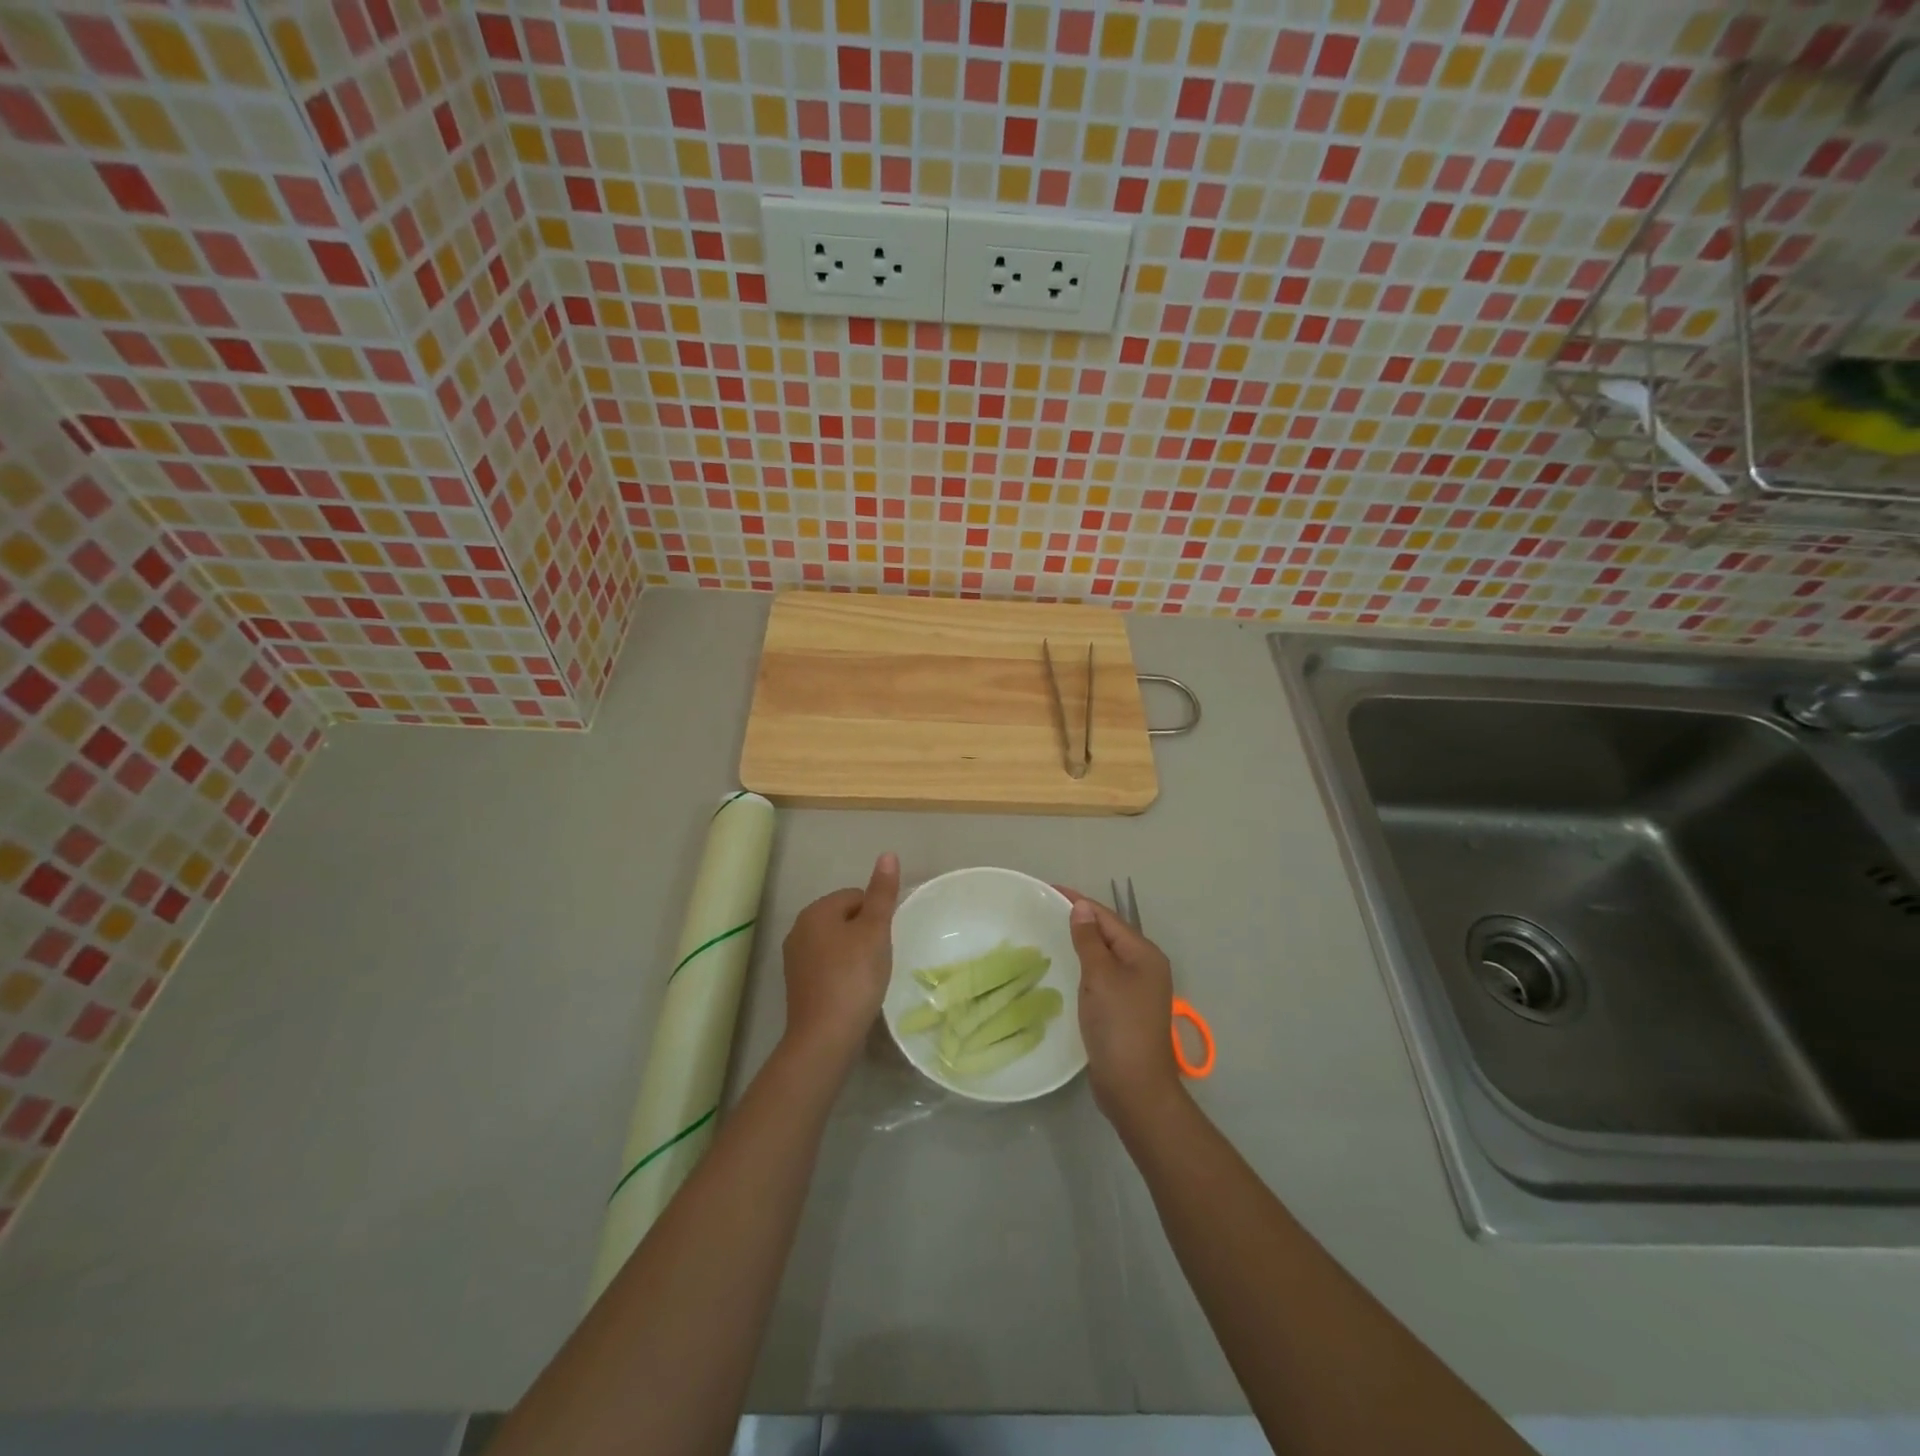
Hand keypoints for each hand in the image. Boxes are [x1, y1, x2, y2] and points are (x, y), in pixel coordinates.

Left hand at [780, 853, 900, 1066]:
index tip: (885, 940)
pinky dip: (842, 972)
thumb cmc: (854, 976)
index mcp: (816, 911)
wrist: (825, 1036)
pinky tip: (853, 990)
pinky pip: (827, 965)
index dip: (876, 915)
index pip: (855, 896)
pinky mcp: (798, 984)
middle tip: (879, 958)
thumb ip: (882, 892)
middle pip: (844, 918)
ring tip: (868, 976)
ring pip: (836, 943)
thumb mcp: (875, 930)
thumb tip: (887, 854)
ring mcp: (794, 959)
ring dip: (854, 953)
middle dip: (864, 933)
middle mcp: (799, 929)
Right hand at [1061, 893, 1182, 1127]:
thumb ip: (1090, 940)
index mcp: (1144, 954)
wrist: (1134, 1086)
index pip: (1107, 917)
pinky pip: (1103, 976)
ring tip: (1051, 933)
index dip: (1078, 902)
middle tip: (1044, 910)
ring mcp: (1137, 990)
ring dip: (1082, 943)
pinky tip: (1067, 968)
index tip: (1049, 890)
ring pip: (1105, 955)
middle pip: (1109, 934)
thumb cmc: (1118, 1025)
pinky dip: (1085, 966)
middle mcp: (1145, 967)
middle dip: (1080, 920)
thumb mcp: (1100, 976)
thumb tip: (1082, 908)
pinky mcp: (1125, 1009)